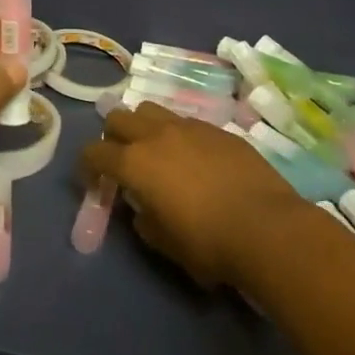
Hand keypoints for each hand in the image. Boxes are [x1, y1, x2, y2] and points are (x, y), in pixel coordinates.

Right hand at [81, 100, 306, 288]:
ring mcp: (189, 127)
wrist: (267, 228)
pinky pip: (187, 123)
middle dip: (113, 137)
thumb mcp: (164, 242)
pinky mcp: (218, 129)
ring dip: (145, 127)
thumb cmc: (208, 243)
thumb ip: (144, 220)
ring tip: (157, 152)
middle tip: (123, 161)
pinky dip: (180, 136)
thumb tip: (143, 208)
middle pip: (118, 118)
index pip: (94, 152)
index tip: (94, 181)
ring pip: (152, 111)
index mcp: (134, 162)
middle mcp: (156, 135)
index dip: (87, 166)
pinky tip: (195, 160)